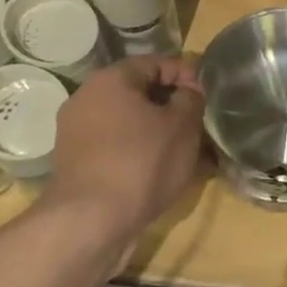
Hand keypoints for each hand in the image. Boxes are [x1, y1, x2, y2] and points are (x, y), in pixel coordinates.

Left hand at [45, 57, 205, 246]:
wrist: (89, 224)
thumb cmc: (140, 163)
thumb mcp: (181, 126)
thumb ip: (191, 99)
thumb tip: (190, 91)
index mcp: (110, 80)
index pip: (156, 63)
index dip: (187, 75)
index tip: (209, 96)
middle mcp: (87, 99)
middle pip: (140, 94)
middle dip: (174, 107)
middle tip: (201, 125)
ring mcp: (78, 134)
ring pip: (130, 124)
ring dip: (159, 134)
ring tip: (190, 154)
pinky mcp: (77, 165)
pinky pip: (118, 149)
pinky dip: (141, 155)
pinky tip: (164, 175)